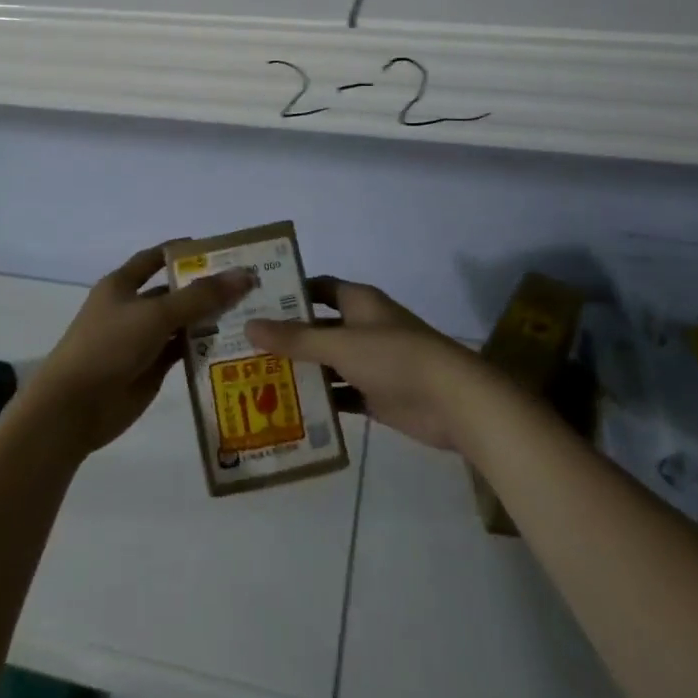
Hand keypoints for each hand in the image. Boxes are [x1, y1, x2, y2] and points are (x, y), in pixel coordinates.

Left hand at [26, 246, 255, 455]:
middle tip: (249, 284)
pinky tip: (234, 344)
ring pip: (181, 323)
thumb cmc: (109, 345)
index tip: (218, 249)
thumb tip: (244, 275)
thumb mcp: (156, 314)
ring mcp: (142, 340)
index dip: (182, 252)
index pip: (155, 258)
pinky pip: (182, 352)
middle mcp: (132, 308)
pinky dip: (204, 347)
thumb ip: (200, 297)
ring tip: (251, 313)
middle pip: (174, 292)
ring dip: (209, 319)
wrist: (75, 407)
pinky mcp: (151, 368)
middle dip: (206, 288)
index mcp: (122, 285)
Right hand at [246, 277, 478, 449]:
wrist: (452, 402)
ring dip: (301, 370)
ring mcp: (371, 363)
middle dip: (288, 336)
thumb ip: (295, 338)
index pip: (318, 288)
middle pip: (319, 327)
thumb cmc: (395, 357)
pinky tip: (288, 409)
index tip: (255, 302)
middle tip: (245, 346)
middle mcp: (363, 327)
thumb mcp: (340, 344)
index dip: (290, 292)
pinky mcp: (376, 395)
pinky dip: (321, 401)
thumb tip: (249, 325)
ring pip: (328, 363)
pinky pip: (341, 394)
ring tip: (257, 378)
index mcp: (358, 302)